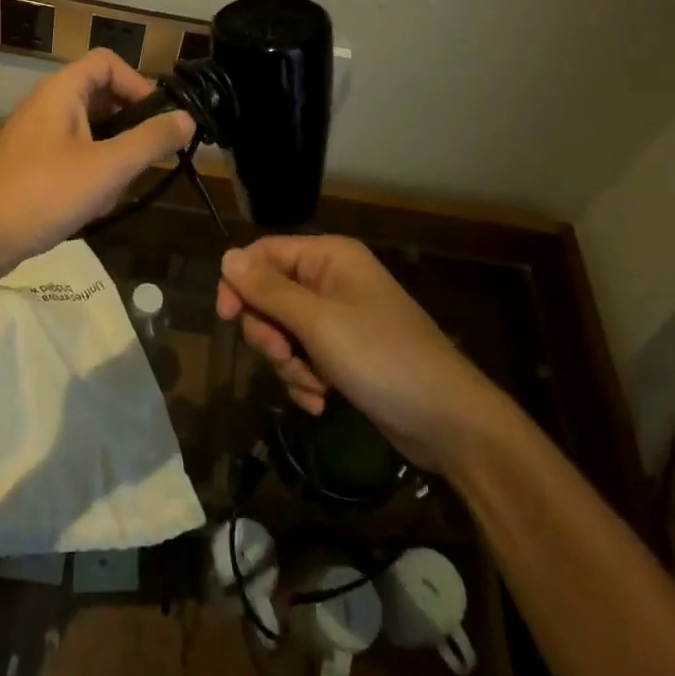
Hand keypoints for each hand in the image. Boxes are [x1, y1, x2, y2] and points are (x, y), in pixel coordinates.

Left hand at [0, 50, 194, 280]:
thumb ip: (150, 141)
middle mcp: (47, 106)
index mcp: (61, 92)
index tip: (160, 120)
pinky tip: (92, 209)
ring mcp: (37, 138)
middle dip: (129, 129)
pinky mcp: (31, 167)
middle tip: (146, 160)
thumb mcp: (106, 168)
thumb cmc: (41, 194)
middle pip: (102, 98)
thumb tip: (187, 118)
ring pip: (91, 134)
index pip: (108, 63)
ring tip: (115, 192)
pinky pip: (73, 159)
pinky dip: (90, 178)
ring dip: (111, 160)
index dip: (138, 83)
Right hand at [217, 236, 493, 471]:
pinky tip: (321, 401)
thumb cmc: (382, 358)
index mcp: (329, 257)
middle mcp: (332, 280)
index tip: (226, 317)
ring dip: (289, 364)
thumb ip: (268, 290)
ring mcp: (339, 319)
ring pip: (283, 332)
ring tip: (314, 386)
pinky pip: (304, 358)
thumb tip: (226, 257)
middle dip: (270, 333)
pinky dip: (305, 380)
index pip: (264, 253)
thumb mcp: (318, 322)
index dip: (240, 282)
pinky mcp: (344, 354)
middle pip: (269, 295)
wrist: (448, 421)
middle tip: (286, 358)